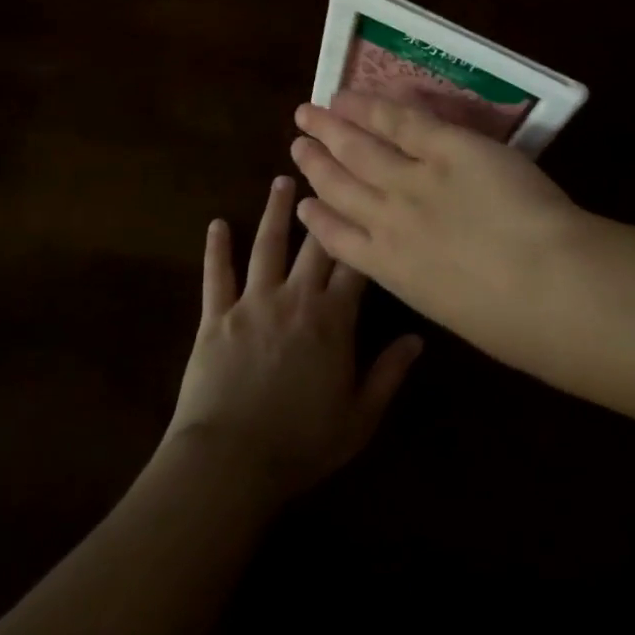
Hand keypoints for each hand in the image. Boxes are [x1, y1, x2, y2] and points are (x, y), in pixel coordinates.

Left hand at [165, 176, 421, 503]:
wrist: (230, 462)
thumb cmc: (301, 443)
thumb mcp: (360, 417)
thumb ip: (390, 373)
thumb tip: (419, 338)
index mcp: (332, 319)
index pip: (356, 264)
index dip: (364, 231)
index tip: (370, 199)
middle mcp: (295, 297)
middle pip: (314, 244)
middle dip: (324, 207)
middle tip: (328, 173)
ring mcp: (253, 302)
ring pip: (268, 246)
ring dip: (276, 212)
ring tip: (283, 182)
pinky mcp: (216, 317)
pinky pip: (217, 276)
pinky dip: (216, 249)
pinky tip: (216, 224)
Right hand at [289, 93, 592, 360]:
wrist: (544, 285)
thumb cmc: (511, 323)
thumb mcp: (456, 310)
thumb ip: (436, 283)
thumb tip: (436, 275)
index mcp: (392, 270)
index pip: (341, 241)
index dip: (318, 219)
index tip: (303, 205)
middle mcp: (389, 221)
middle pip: (340, 185)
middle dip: (315, 163)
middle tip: (297, 143)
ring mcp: (414, 180)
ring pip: (360, 149)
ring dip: (332, 130)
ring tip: (310, 115)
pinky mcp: (447, 147)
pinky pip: (402, 121)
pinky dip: (372, 107)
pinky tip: (350, 99)